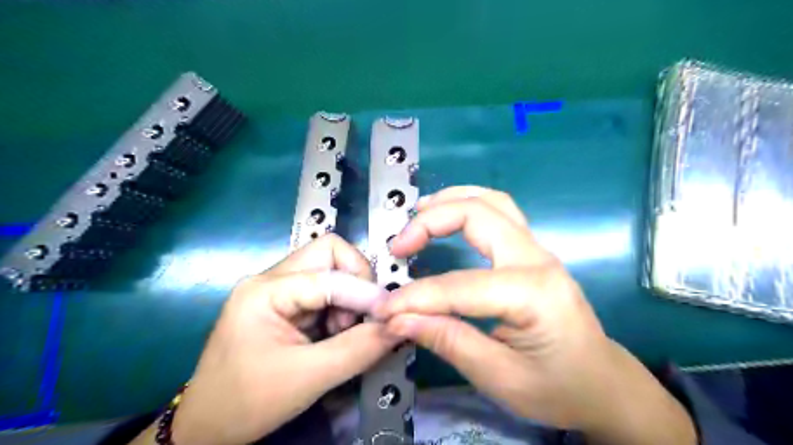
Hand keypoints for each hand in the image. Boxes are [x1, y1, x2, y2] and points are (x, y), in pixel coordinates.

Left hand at [153, 232, 394, 444]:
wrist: (207, 427)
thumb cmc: (248, 402)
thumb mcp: (309, 378)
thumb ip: (359, 348)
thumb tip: (400, 326)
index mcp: (266, 290)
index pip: (329, 273)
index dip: (365, 291)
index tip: (389, 317)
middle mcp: (271, 278)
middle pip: (329, 252)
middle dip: (356, 281)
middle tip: (361, 317)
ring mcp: (277, 288)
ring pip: (330, 268)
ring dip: (349, 296)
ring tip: (343, 331)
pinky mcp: (285, 301)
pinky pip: (325, 288)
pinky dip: (340, 306)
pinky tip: (334, 333)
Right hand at [376, 186, 695, 444]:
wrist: (604, 383)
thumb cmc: (559, 388)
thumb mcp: (500, 378)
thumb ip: (448, 342)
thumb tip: (398, 319)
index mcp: (534, 293)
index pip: (459, 285)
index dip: (415, 297)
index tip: (384, 310)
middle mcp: (537, 258)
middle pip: (478, 214)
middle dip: (430, 223)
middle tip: (398, 247)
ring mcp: (538, 249)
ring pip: (491, 201)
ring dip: (449, 201)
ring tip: (416, 215)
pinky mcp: (532, 251)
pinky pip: (498, 211)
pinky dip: (466, 205)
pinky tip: (446, 215)